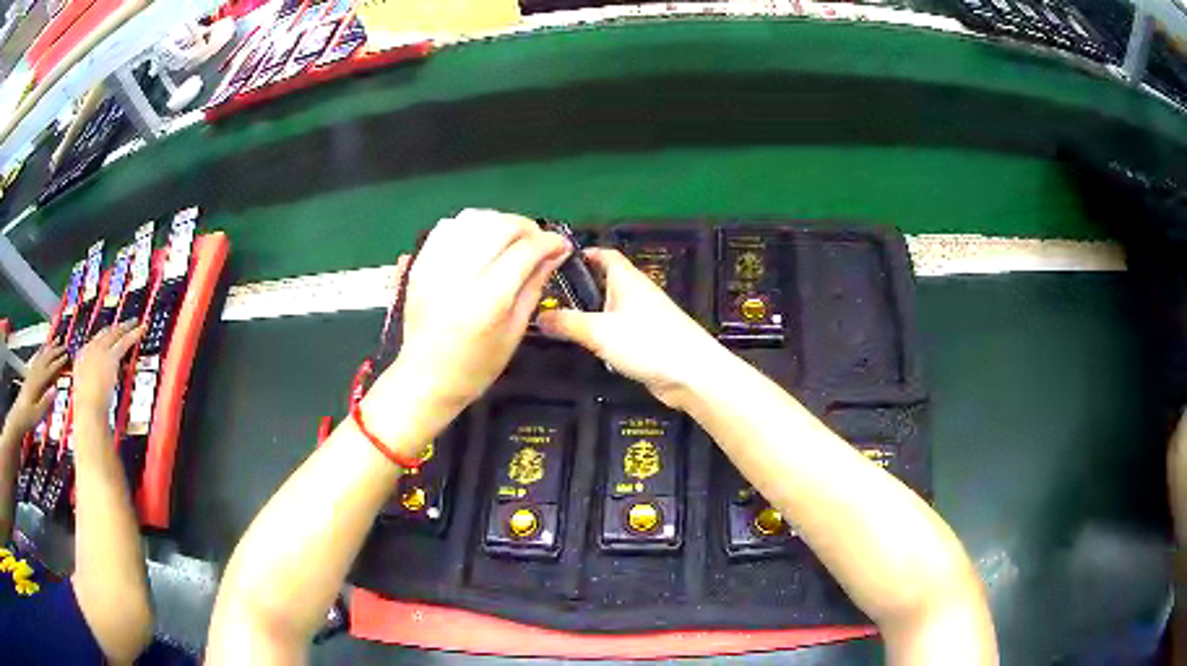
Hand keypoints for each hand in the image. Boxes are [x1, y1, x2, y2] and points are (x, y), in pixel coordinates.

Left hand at [4, 341, 67, 435]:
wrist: (18, 417)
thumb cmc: (28, 418)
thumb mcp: (38, 414)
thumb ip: (46, 401)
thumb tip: (56, 388)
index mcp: (38, 383)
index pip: (49, 370)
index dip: (58, 362)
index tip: (67, 355)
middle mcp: (35, 374)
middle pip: (45, 359)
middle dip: (54, 351)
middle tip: (64, 344)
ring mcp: (31, 373)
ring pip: (41, 357)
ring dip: (49, 348)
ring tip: (55, 340)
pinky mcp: (29, 375)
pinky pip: (36, 359)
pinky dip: (41, 352)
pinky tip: (43, 349)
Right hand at [72, 322, 144, 424]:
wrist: (88, 410)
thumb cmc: (86, 409)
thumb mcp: (84, 392)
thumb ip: (90, 384)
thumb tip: (97, 387)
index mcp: (80, 358)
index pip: (93, 343)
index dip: (103, 339)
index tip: (111, 336)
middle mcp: (89, 349)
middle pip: (104, 333)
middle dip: (115, 328)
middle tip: (125, 323)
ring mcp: (99, 351)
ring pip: (115, 333)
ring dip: (126, 326)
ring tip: (136, 322)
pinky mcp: (111, 357)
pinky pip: (125, 341)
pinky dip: (134, 334)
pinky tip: (142, 330)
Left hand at [371, 209, 569, 420]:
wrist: (426, 378)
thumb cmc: (476, 367)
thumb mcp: (515, 332)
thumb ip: (534, 286)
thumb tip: (556, 253)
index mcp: (488, 300)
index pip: (525, 250)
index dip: (550, 242)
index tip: (561, 245)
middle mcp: (460, 275)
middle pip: (500, 226)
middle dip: (527, 227)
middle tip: (537, 242)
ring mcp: (436, 266)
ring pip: (474, 218)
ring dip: (499, 222)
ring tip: (510, 238)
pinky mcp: (421, 264)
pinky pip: (448, 226)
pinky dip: (470, 225)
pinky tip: (480, 240)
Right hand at [537, 248, 726, 407]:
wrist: (692, 374)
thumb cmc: (647, 342)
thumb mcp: (599, 331)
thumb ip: (567, 323)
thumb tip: (537, 316)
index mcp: (627, 279)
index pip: (604, 255)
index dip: (583, 254)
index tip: (556, 261)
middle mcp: (636, 293)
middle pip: (605, 282)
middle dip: (580, 288)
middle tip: (550, 298)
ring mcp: (645, 317)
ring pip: (611, 309)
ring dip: (591, 315)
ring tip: (561, 326)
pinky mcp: (649, 340)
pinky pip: (620, 331)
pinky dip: (604, 336)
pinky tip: (590, 349)